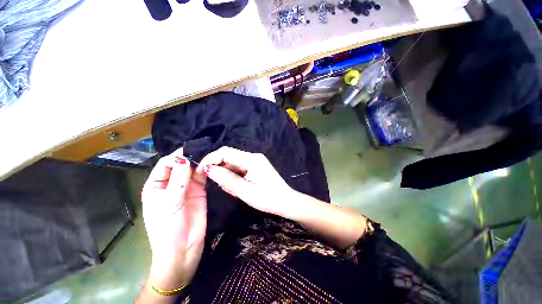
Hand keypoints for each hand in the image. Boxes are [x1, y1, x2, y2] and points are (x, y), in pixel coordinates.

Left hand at [141, 148, 206, 289]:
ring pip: (192, 169)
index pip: (165, 164)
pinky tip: (212, 165)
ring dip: (199, 162)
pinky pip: (202, 177)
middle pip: (180, 165)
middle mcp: (171, 184)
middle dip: (189, 157)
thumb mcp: (169, 203)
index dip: (175, 156)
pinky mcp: (200, 191)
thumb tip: (184, 158)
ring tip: (209, 155)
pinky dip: (206, 170)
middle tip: (203, 149)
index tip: (189, 151)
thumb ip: (178, 180)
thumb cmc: (168, 228)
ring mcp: (187, 187)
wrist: (183, 249)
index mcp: (156, 186)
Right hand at [196, 146, 294, 216]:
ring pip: (233, 163)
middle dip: (220, 169)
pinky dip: (234, 176)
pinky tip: (239, 187)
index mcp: (252, 160)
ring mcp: (255, 161)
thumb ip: (227, 179)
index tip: (201, 172)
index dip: (210, 159)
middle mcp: (253, 156)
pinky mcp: (255, 166)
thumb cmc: (268, 199)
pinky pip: (239, 168)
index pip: (225, 152)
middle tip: (221, 186)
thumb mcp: (246, 192)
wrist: (286, 201)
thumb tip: (208, 169)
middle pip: (229, 156)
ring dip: (227, 175)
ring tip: (235, 189)